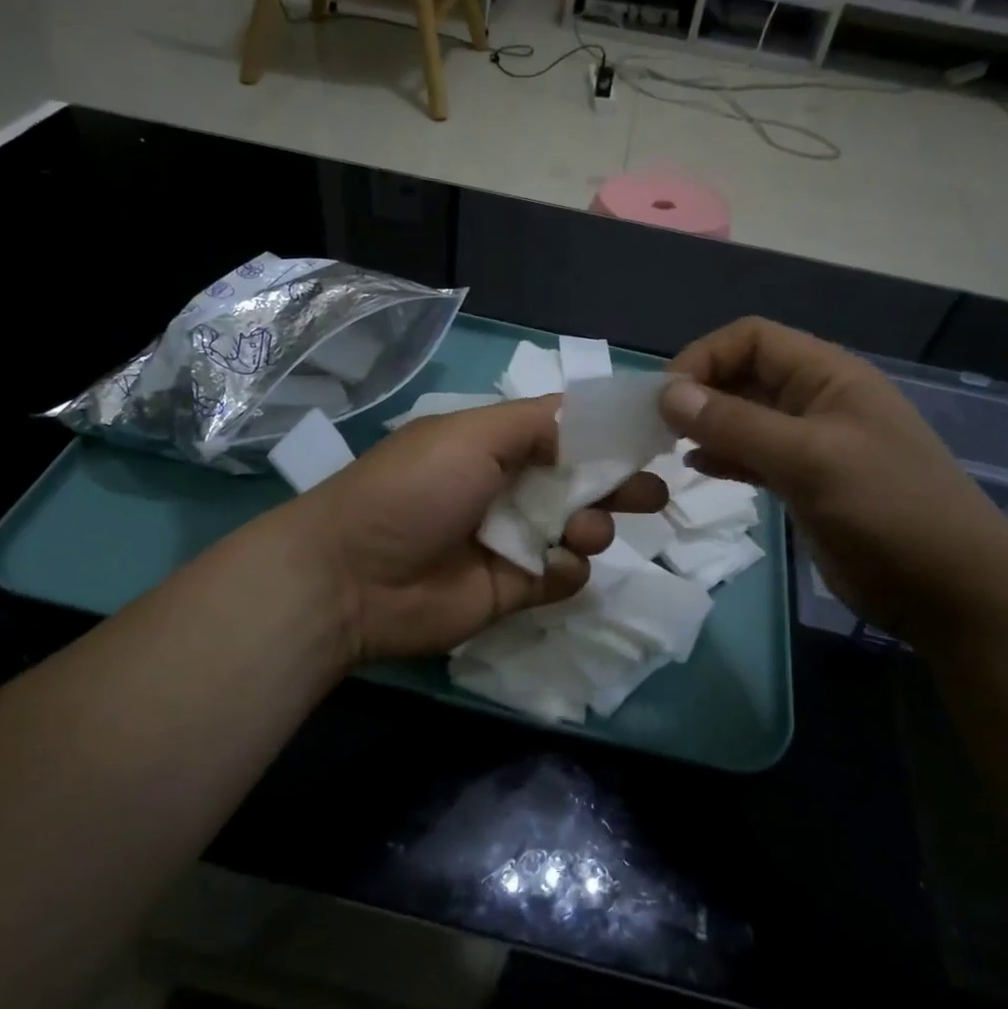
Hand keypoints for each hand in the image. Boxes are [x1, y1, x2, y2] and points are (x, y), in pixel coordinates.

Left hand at [289, 398, 667, 663]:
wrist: (352, 577)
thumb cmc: (414, 489)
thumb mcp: (473, 434)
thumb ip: (538, 423)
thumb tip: (588, 417)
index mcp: (494, 445)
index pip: (563, 433)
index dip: (605, 434)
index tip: (651, 435)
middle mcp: (507, 489)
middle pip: (579, 482)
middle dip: (618, 484)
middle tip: (655, 491)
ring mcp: (510, 541)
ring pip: (577, 530)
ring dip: (593, 526)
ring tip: (584, 529)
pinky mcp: (511, 590)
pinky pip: (560, 577)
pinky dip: (568, 570)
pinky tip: (556, 565)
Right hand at [661, 318, 1007, 637]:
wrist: (951, 591)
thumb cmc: (886, 509)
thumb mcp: (809, 459)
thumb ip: (736, 424)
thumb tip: (666, 393)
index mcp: (828, 376)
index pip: (752, 339)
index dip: (704, 356)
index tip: (664, 397)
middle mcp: (817, 401)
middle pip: (745, 375)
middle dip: (700, 392)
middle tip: (657, 426)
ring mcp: (813, 444)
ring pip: (746, 417)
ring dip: (707, 425)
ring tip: (667, 445)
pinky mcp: (807, 483)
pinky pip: (754, 456)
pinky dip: (724, 457)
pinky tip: (697, 469)